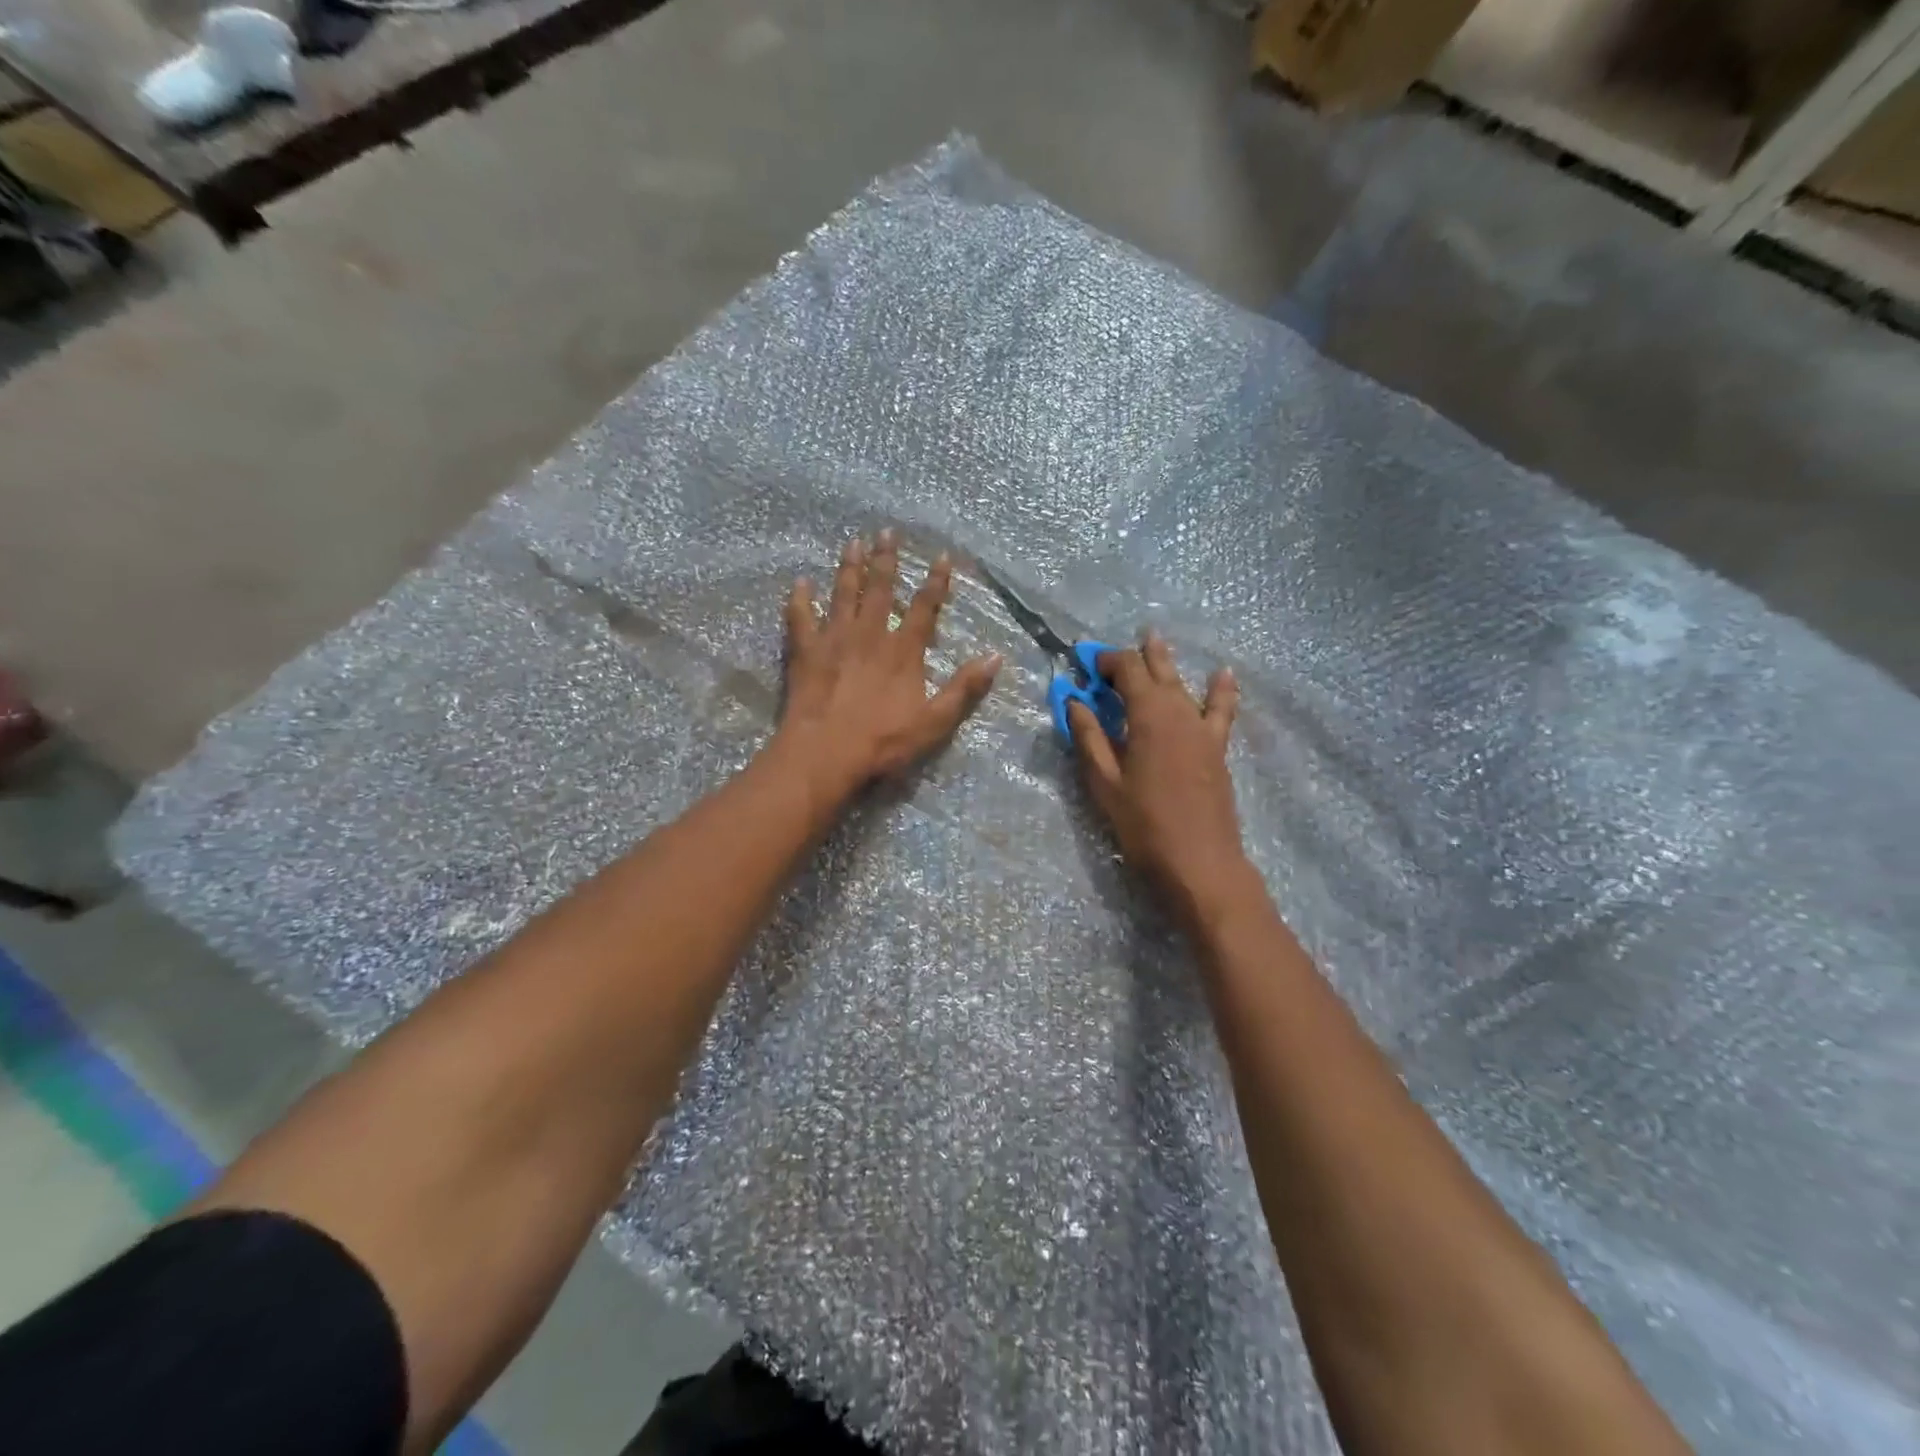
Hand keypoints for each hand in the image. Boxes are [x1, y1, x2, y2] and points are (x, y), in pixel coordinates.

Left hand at [775, 530, 1000, 795]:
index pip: (924, 608)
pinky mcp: (805, 651)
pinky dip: (800, 598)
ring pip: (843, 594)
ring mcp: (834, 639)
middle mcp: (870, 635)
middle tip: (887, 531)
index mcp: (903, 651)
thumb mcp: (935, 722)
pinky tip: (800, 582)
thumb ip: (964, 688)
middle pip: (880, 589)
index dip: (935, 582)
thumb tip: (996, 657)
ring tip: (853, 542)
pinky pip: (801, 617)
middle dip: (886, 559)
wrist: (825, 753)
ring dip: (849, 567)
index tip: (941, 556)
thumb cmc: (883, 742)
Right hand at [1068, 634, 1250, 927]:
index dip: (1106, 660)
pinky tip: (1223, 673)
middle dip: (1133, 657)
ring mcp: (1203, 729)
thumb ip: (1089, 737)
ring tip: (1155, 639)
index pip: (1128, 670)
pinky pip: (1221, 709)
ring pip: (1183, 684)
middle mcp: (1179, 711)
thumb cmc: (1144, 826)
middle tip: (1111, 654)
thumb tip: (1074, 700)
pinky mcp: (1217, 749)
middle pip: (1156, 671)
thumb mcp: (1105, 782)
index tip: (1085, 661)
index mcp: (1149, 715)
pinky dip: (1220, 690)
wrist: (1201, 864)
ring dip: (1166, 663)